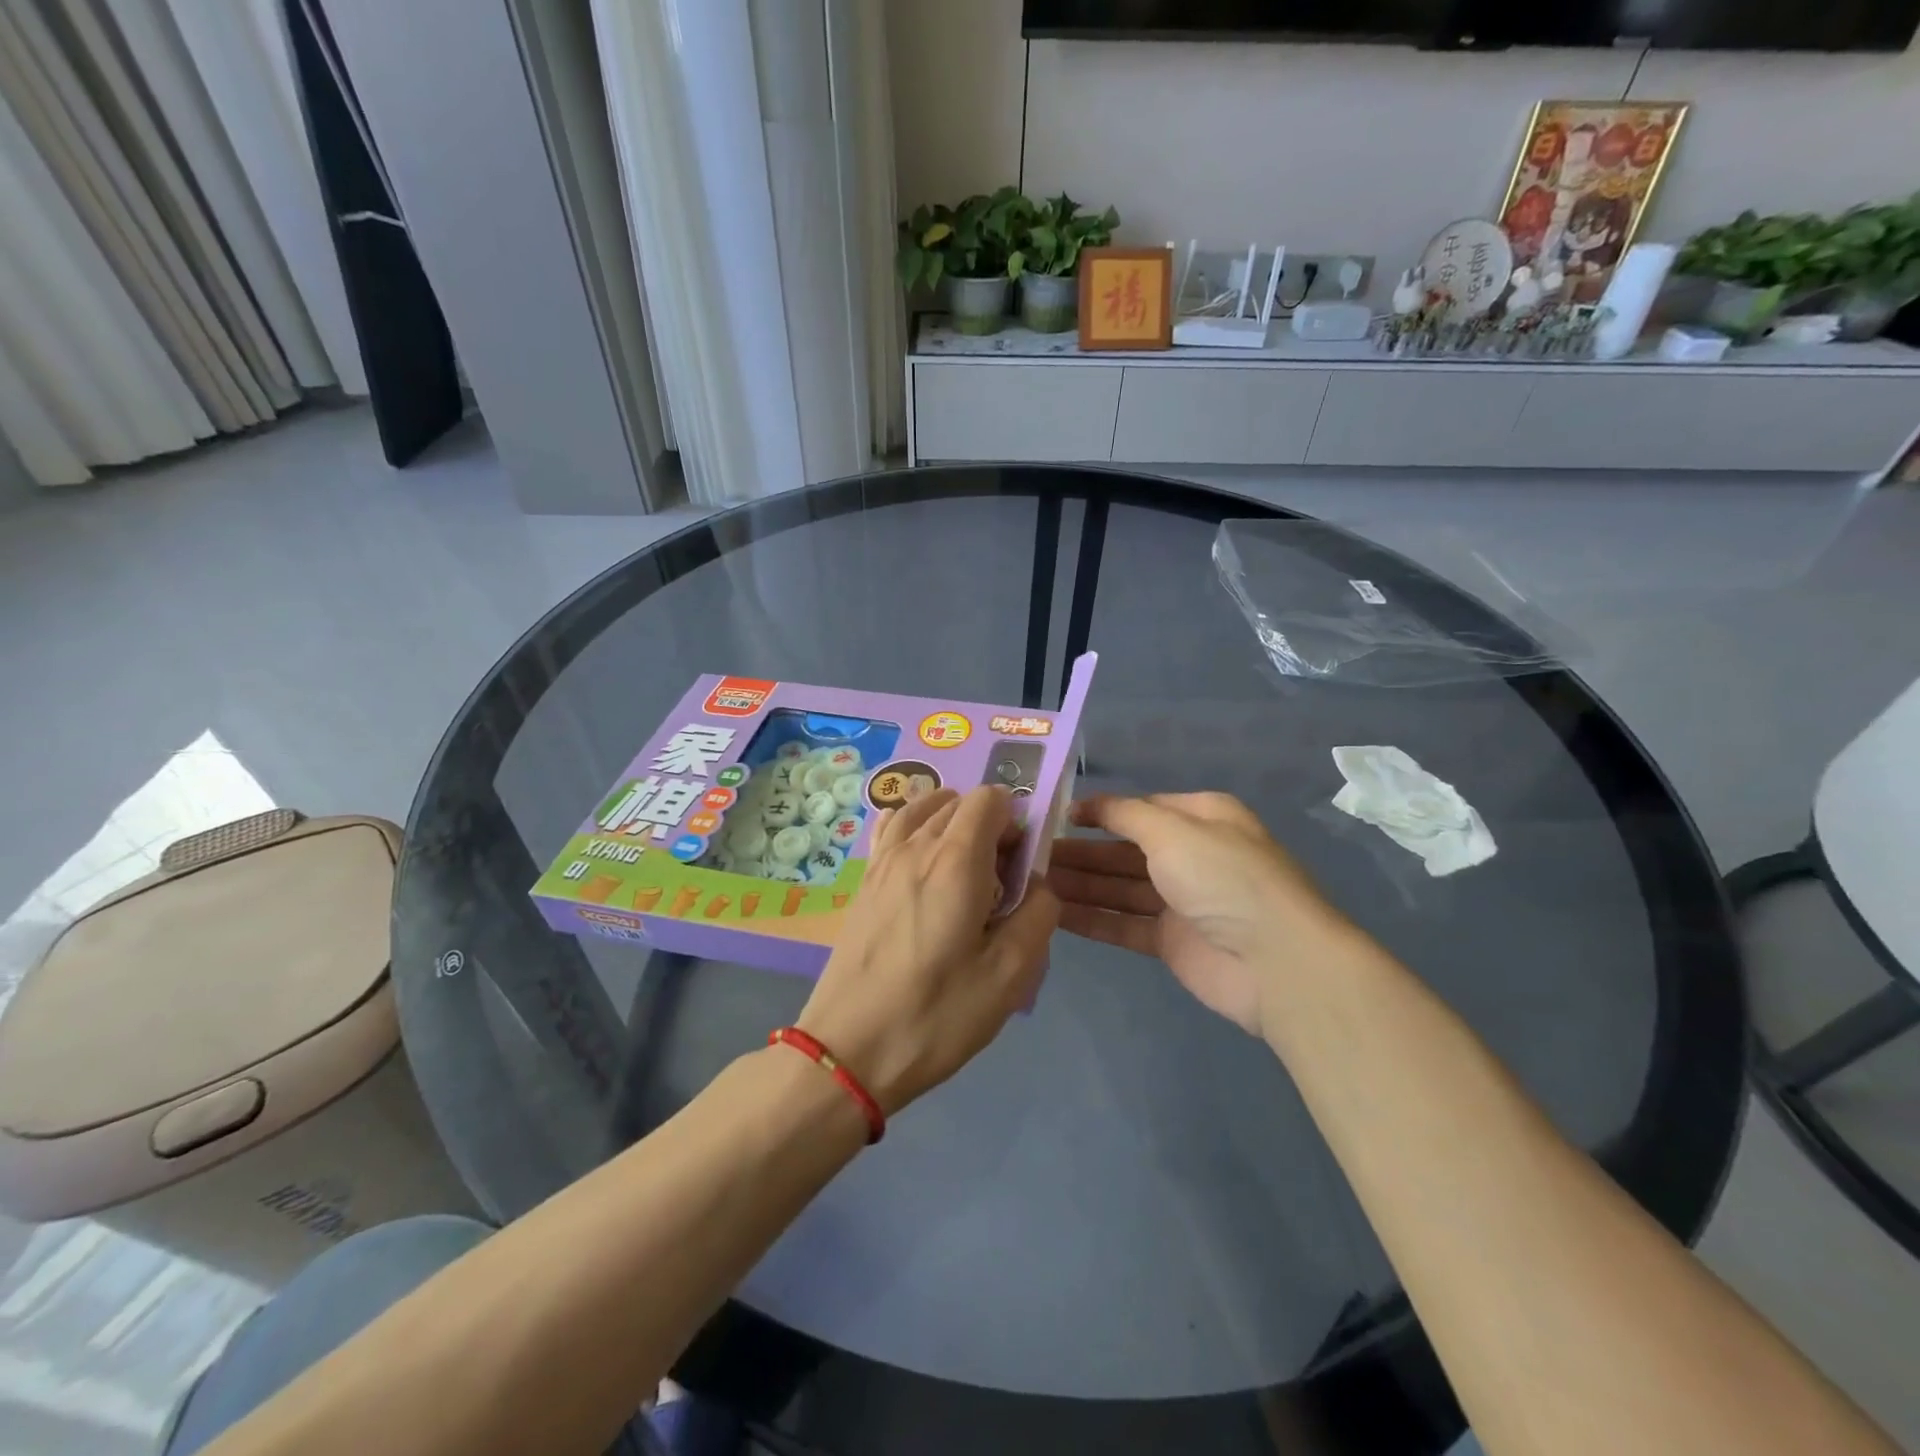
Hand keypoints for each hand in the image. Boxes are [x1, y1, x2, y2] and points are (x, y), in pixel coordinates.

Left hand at [797, 786, 1058, 1114]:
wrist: (849, 1051)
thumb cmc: (936, 1015)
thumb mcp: (1010, 975)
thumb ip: (1039, 914)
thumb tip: (1038, 882)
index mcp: (956, 861)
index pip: (990, 798)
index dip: (1016, 821)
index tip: (1021, 867)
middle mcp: (916, 846)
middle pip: (959, 802)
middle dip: (989, 825)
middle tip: (998, 882)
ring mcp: (882, 860)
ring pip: (924, 809)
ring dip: (952, 823)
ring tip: (963, 871)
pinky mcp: (863, 880)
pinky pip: (892, 827)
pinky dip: (915, 827)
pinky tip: (922, 862)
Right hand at [1046, 792, 1345, 1036]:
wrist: (1277, 963)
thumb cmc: (1224, 878)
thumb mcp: (1173, 830)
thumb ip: (1125, 814)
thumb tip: (1088, 804)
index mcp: (1200, 818)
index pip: (1139, 809)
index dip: (1098, 812)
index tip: (1054, 817)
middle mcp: (1191, 855)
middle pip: (1124, 850)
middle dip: (1081, 852)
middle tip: (1030, 855)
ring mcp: (1181, 901)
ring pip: (1119, 887)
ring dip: (1079, 884)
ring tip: (1031, 883)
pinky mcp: (1172, 941)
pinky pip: (1123, 923)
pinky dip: (1091, 919)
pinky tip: (1053, 914)